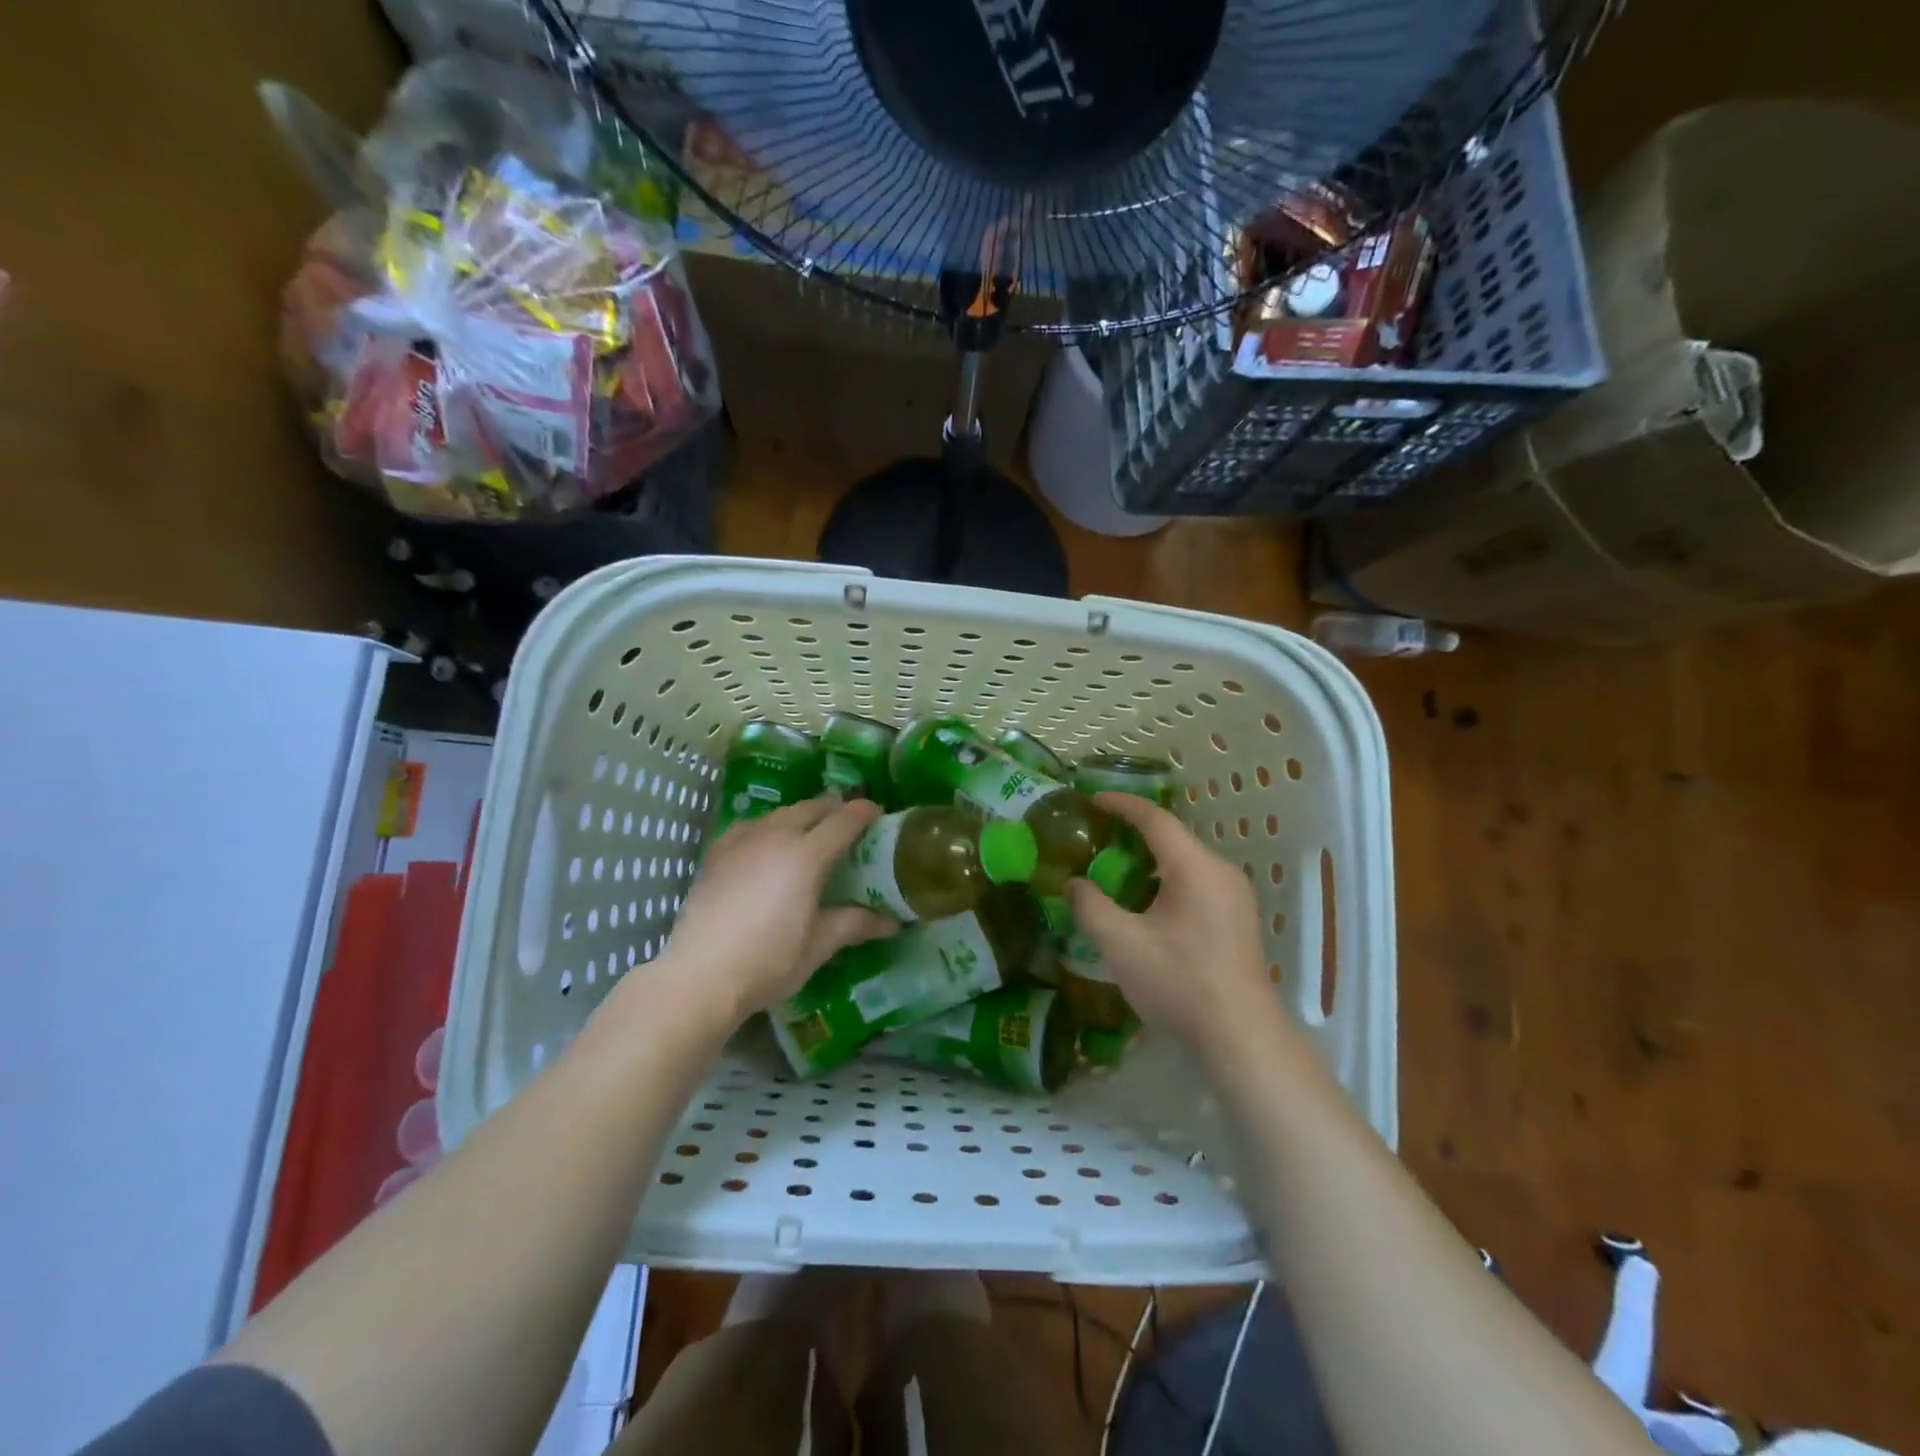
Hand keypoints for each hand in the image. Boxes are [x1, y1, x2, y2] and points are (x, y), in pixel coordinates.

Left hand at [656, 797, 897, 1026]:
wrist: (699, 976)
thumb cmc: (768, 961)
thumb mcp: (819, 944)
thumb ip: (855, 923)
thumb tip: (893, 922)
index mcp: (806, 855)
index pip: (844, 820)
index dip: (865, 812)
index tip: (879, 814)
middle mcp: (774, 836)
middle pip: (811, 808)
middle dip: (834, 809)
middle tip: (849, 823)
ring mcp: (741, 841)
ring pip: (779, 813)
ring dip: (802, 816)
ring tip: (811, 832)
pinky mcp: (716, 853)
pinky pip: (750, 826)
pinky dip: (769, 827)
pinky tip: (767, 845)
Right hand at [1065, 792, 1279, 1050]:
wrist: (1240, 1036)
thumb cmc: (1179, 983)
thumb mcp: (1121, 945)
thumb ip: (1090, 907)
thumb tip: (1073, 883)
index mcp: (1195, 868)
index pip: (1155, 819)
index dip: (1122, 805)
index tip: (1092, 801)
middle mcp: (1220, 871)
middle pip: (1172, 838)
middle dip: (1133, 832)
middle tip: (1097, 838)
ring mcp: (1235, 895)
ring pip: (1185, 861)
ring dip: (1149, 859)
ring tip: (1114, 869)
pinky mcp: (1238, 918)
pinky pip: (1197, 881)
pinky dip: (1166, 879)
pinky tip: (1145, 903)